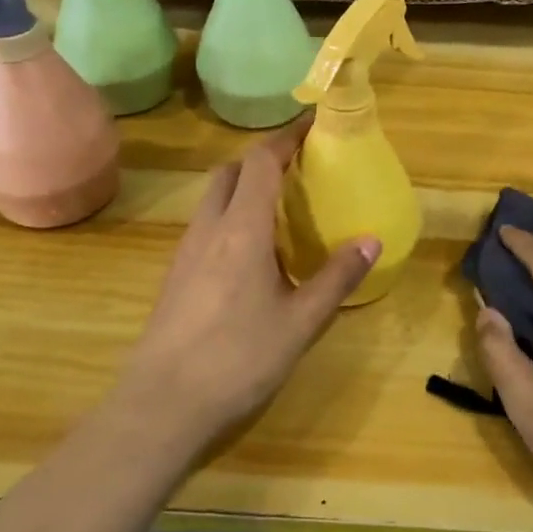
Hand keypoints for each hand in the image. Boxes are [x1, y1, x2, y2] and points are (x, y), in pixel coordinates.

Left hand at [117, 119, 377, 455]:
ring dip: (245, 186)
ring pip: (215, 197)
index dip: (286, 137)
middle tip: (300, 168)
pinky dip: (232, 215)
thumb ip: (337, 278)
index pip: (261, 161)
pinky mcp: (176, 275)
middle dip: (264, 159)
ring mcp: (186, 251)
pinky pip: (207, 224)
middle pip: (231, 171)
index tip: (313, 125)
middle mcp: (210, 228)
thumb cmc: (237, 359)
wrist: (160, 406)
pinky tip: (253, 251)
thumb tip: (372, 240)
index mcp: (242, 228)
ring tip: (282, 206)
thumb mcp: (300, 322)